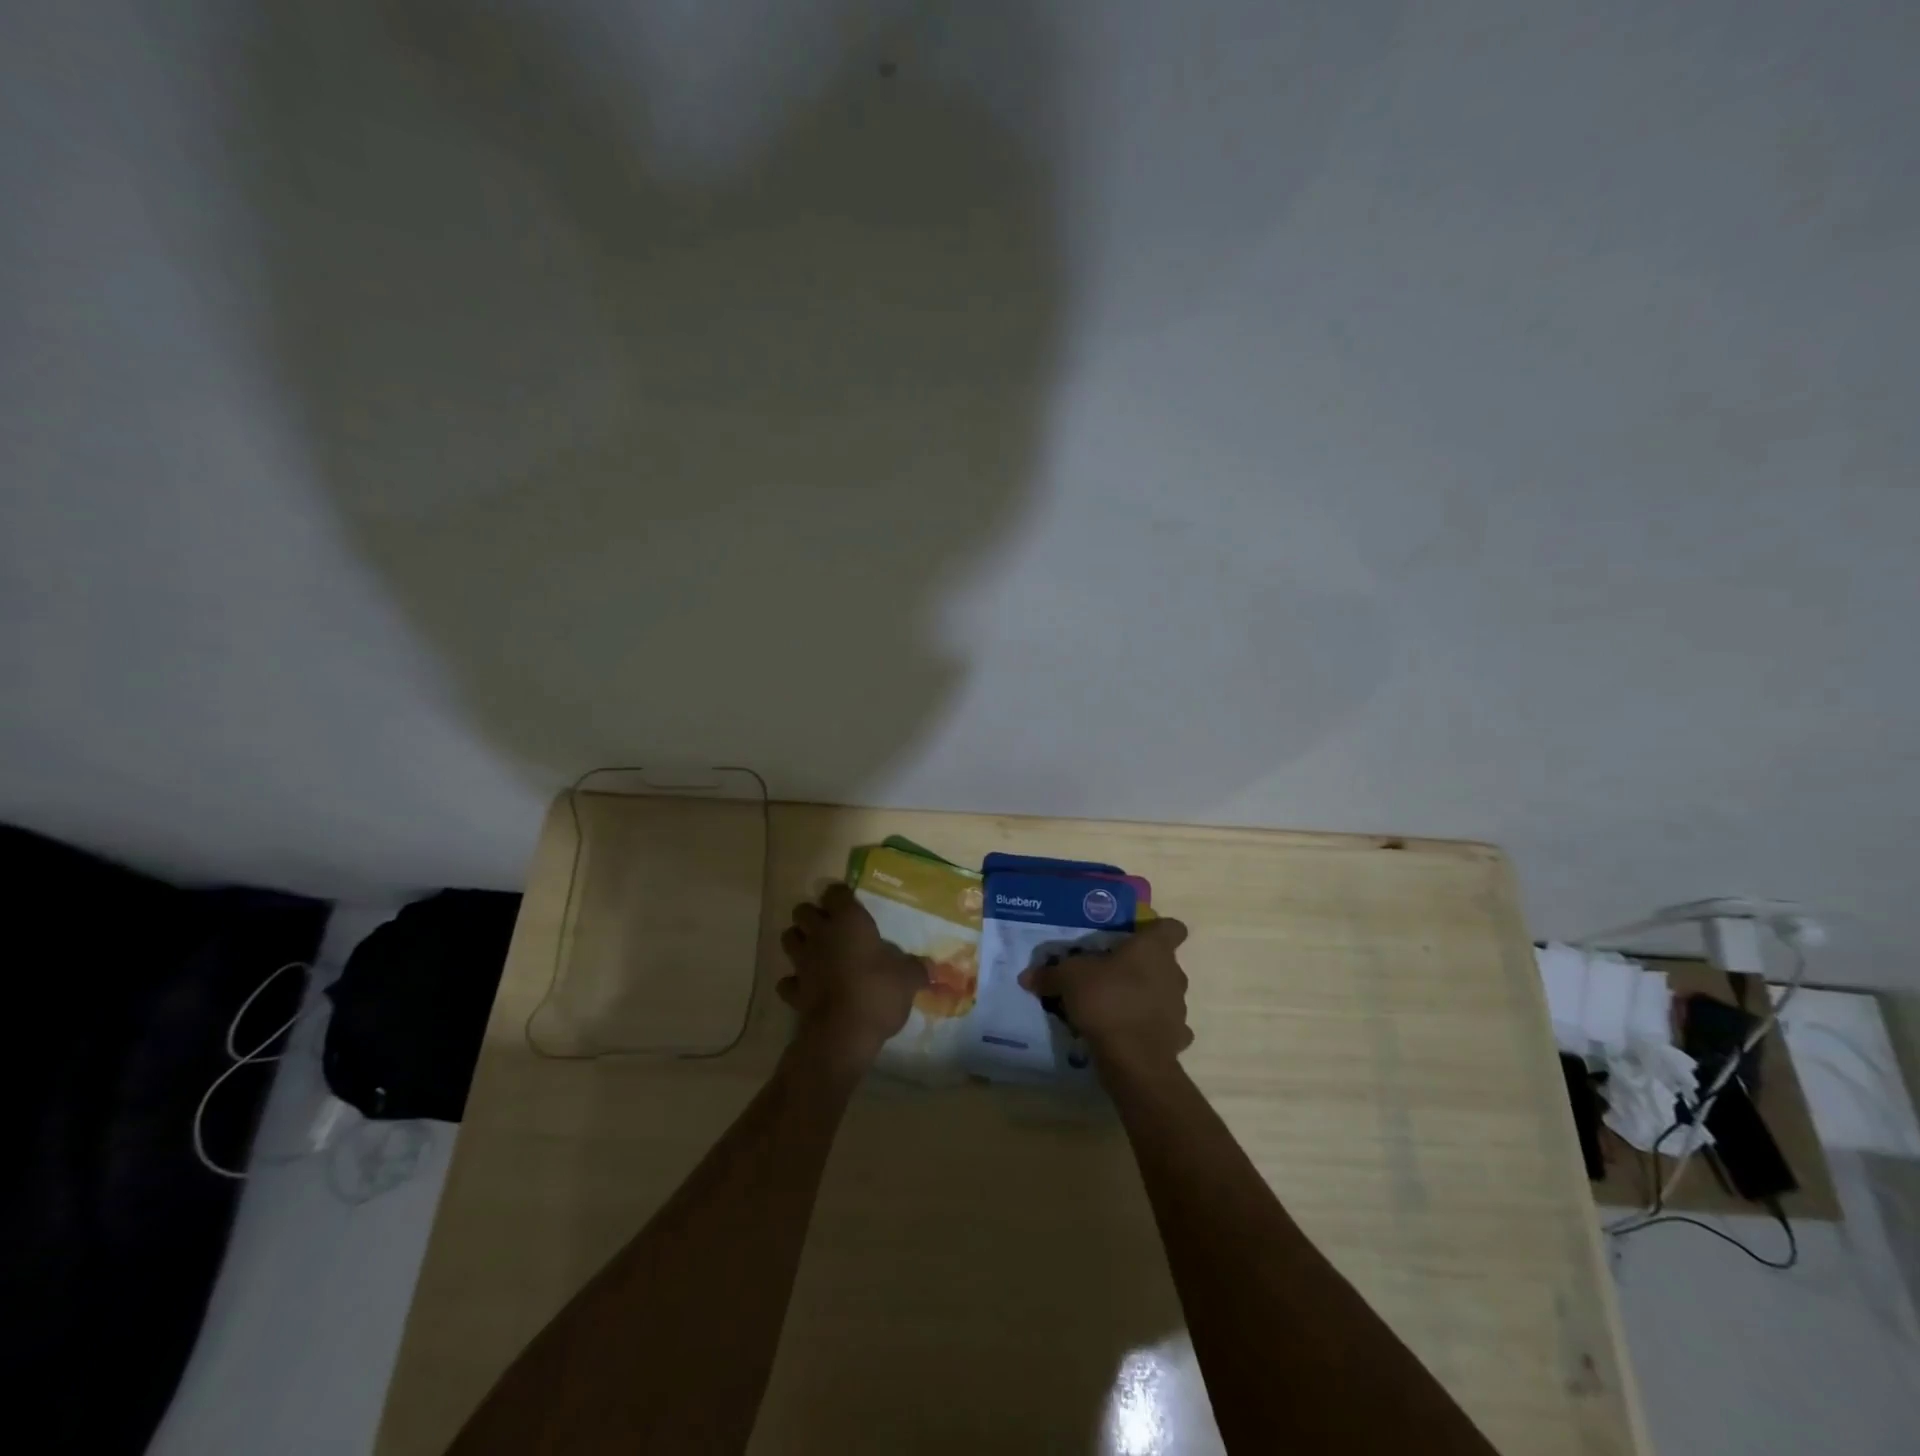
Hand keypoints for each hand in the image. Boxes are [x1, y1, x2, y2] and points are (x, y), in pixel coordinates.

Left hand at [778, 883, 928, 1069]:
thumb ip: (916, 968)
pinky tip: (807, 987)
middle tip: (831, 927)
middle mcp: (820, 935)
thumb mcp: (907, 979)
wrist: (842, 1035)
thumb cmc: (877, 993)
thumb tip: (929, 967)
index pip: (835, 893)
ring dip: (798, 941)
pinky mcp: (793, 991)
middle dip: (812, 915)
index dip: (840, 896)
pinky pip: (787, 980)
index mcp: (848, 921)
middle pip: (803, 911)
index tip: (850, 904)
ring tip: (815, 951)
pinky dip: (793, 981)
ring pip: (788, 939)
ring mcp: (802, 962)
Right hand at [1018, 918, 1192, 1077]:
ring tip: (1115, 1006)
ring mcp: (1179, 1007)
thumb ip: (1050, 974)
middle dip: (1141, 967)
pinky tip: (1128, 1033)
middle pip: (1163, 962)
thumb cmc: (1107, 1001)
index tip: (1136, 937)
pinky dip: (1149, 1027)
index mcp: (1153, 949)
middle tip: (1111, 973)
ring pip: (1164, 994)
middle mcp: (1173, 973)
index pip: (1171, 927)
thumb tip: (1026, 976)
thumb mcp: (1068, 979)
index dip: (1156, 930)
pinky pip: (1164, 1026)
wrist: (1133, 1059)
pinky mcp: (1177, 1038)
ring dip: (1145, 997)